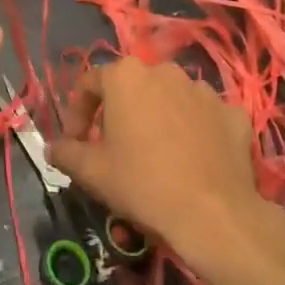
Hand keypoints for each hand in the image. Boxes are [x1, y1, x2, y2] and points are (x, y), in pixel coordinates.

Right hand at [47, 60, 275, 272]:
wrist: (213, 213)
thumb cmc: (142, 183)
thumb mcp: (92, 172)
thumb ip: (66, 153)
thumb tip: (51, 149)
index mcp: (126, 76)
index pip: (89, 84)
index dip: (77, 112)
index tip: (75, 141)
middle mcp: (165, 71)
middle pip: (133, 87)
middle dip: (120, 112)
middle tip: (114, 147)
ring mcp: (203, 90)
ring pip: (171, 98)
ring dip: (159, 118)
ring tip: (157, 154)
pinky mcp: (233, 112)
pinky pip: (205, 116)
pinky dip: (196, 131)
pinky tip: (193, 159)